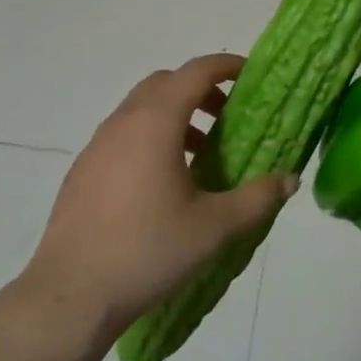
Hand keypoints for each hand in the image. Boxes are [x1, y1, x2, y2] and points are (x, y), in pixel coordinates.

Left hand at [22, 53, 296, 341]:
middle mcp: (123, 122)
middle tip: (227, 117)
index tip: (250, 75)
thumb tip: (290, 179)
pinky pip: (122, 134)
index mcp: (156, 123)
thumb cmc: (148, 251)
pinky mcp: (82, 170)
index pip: (195, 71)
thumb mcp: (214, 228)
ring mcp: (97, 145)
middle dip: (200, 89)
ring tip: (199, 153)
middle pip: (165, 83)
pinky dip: (149, 137)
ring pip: (140, 108)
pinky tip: (162, 183)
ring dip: (174, 114)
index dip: (226, 65)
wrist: (70, 295)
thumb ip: (257, 198)